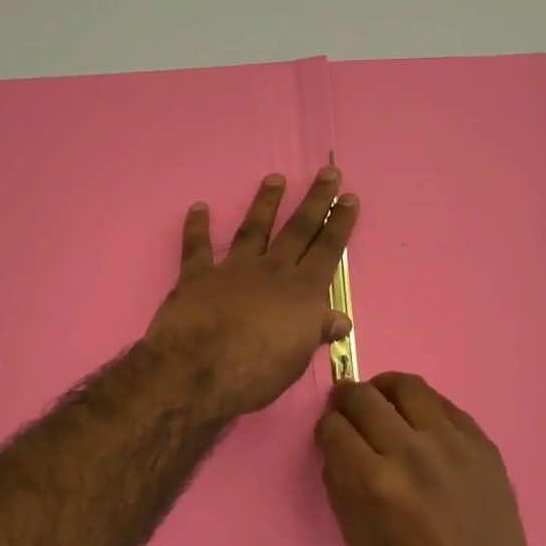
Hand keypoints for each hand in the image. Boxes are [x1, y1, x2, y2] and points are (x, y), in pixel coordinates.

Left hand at [146, 165, 359, 417]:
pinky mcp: (197, 276)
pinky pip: (196, 247)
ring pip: (253, 228)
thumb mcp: (297, 359)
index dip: (340, 224)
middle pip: (298, 229)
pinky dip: (197, 227)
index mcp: (301, 291)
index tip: (349, 198)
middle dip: (315, 200)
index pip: (327, 250)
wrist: (198, 371)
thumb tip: (340, 319)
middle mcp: (272, 271)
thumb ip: (315, 332)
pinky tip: (198, 207)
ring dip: (265, 202)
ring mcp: (233, 269)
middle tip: (327, 172)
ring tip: (275, 179)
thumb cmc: (256, 372)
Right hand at [315, 372, 545, 545]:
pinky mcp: (479, 441)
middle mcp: (409, 452)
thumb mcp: (360, 542)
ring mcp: (449, 442)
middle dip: (345, 398)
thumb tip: (336, 449)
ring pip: (405, 386)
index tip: (330, 432)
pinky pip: (442, 403)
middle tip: (345, 405)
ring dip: (383, 388)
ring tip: (380, 400)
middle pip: (364, 397)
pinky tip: (418, 420)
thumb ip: (341, 487)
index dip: (325, 426)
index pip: (334, 427)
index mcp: (374, 483)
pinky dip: (421, 405)